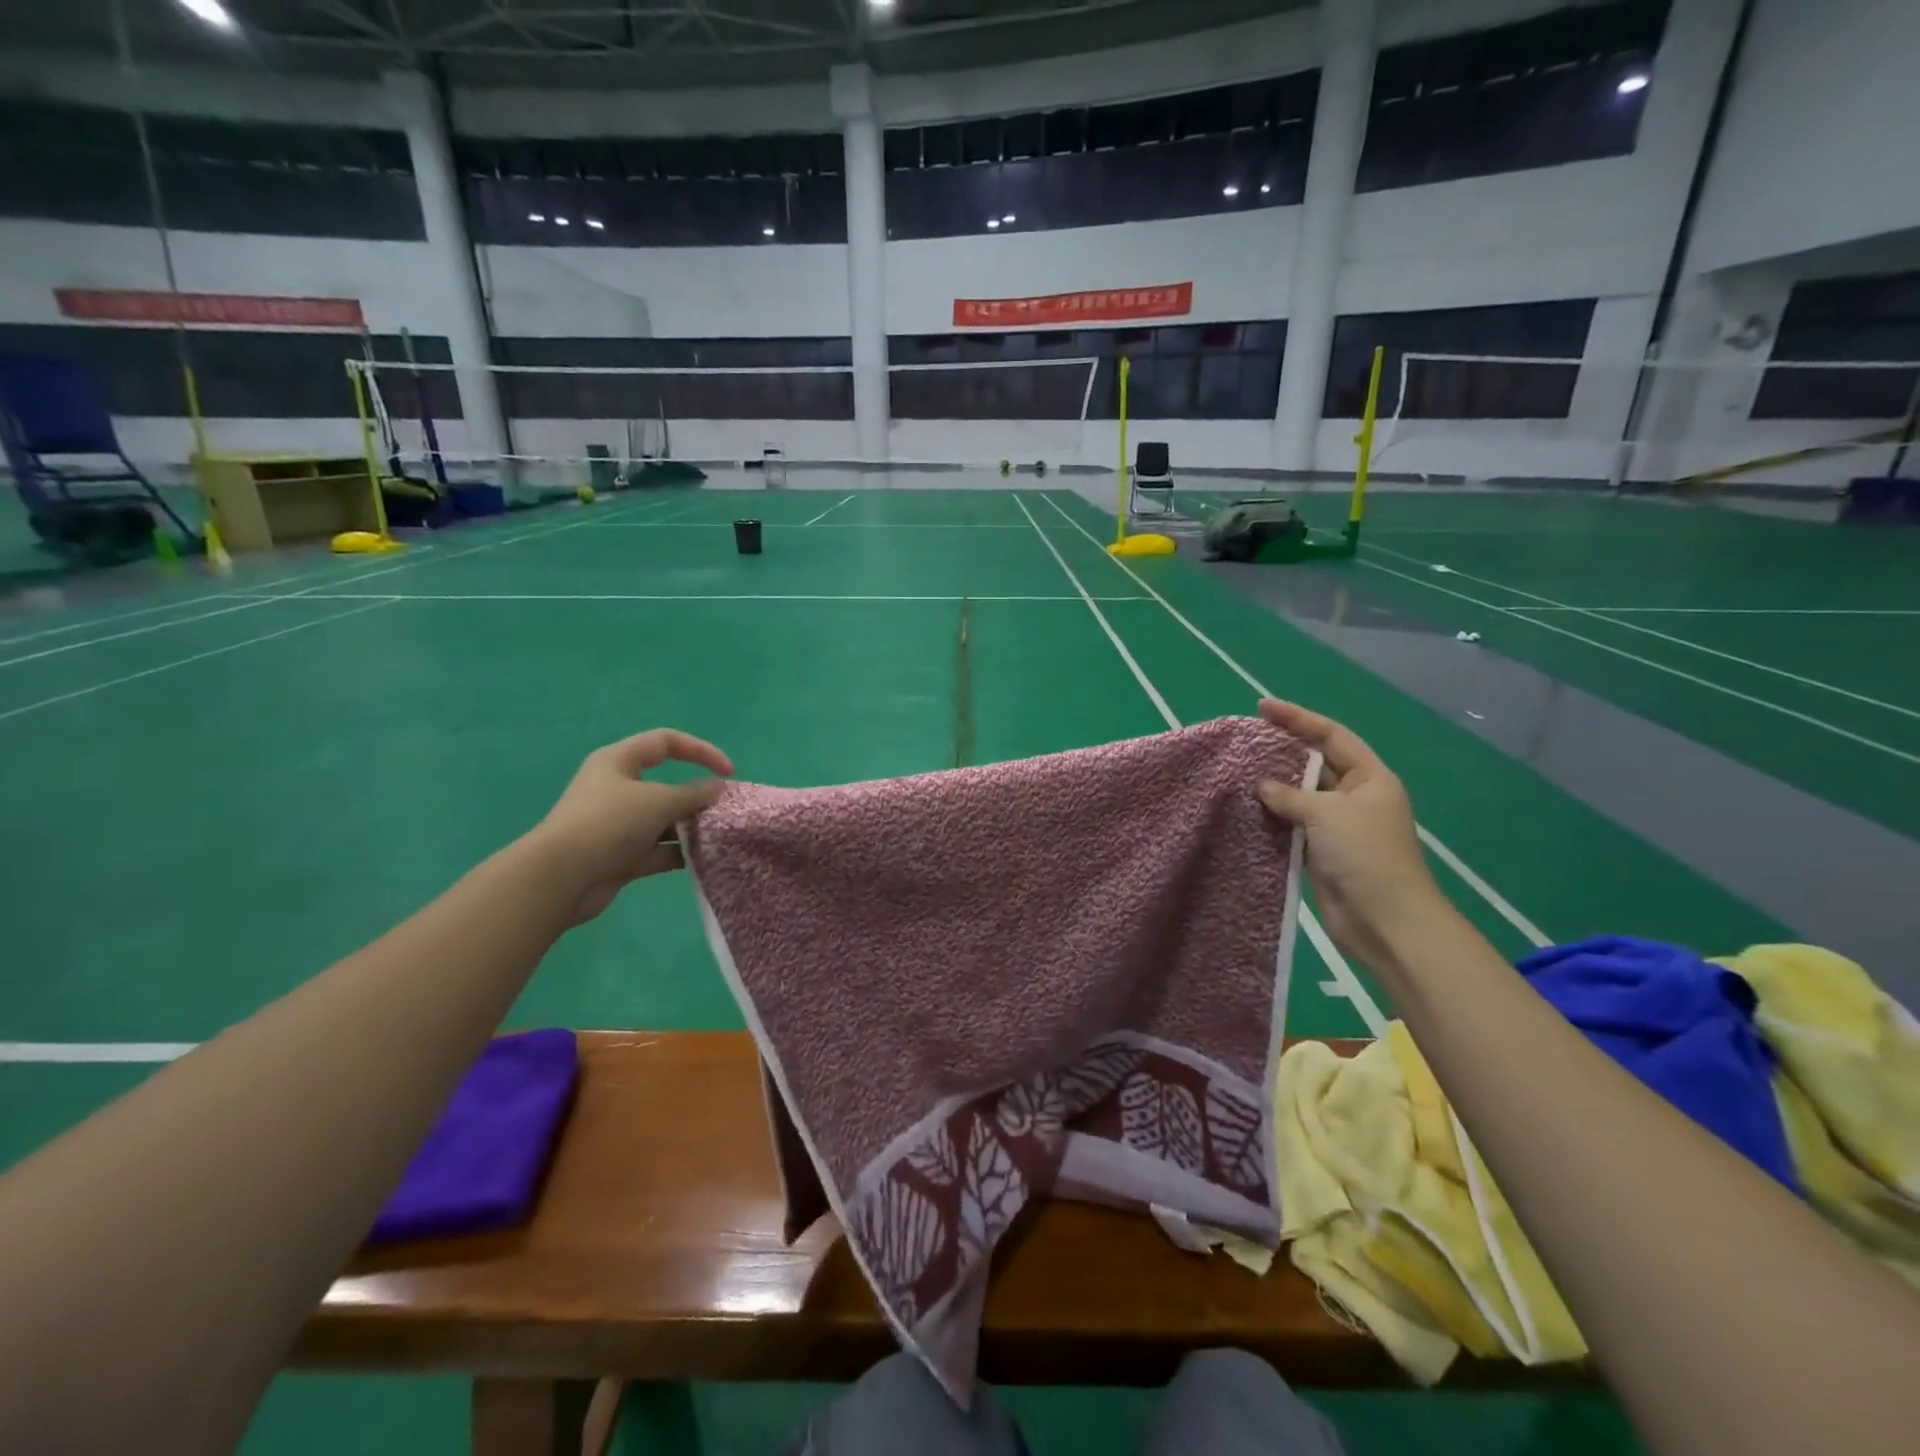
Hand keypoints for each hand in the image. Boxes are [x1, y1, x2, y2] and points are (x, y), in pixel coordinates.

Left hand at [531, 729, 733, 924]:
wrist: (561, 879)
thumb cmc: (608, 824)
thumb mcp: (657, 801)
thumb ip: (693, 794)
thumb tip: (718, 789)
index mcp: (619, 761)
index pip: (666, 742)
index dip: (701, 751)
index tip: (729, 773)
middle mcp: (618, 789)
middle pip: (667, 784)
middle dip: (698, 796)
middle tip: (725, 810)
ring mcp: (619, 824)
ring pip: (664, 820)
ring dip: (691, 827)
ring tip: (719, 835)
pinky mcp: (621, 856)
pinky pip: (658, 850)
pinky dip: (679, 853)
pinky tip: (704, 860)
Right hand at [1255, 699, 1449, 974]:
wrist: (1384, 921)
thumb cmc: (1364, 855)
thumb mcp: (1327, 814)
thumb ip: (1290, 794)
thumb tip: (1261, 785)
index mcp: (1370, 778)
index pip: (1331, 736)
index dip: (1298, 718)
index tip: (1262, 707)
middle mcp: (1356, 796)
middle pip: (1315, 762)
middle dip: (1283, 749)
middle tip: (1244, 738)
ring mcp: (1338, 825)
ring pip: (1301, 794)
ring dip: (1274, 784)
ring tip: (1237, 768)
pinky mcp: (1322, 851)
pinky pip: (1293, 823)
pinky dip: (1272, 814)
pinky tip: (1246, 806)